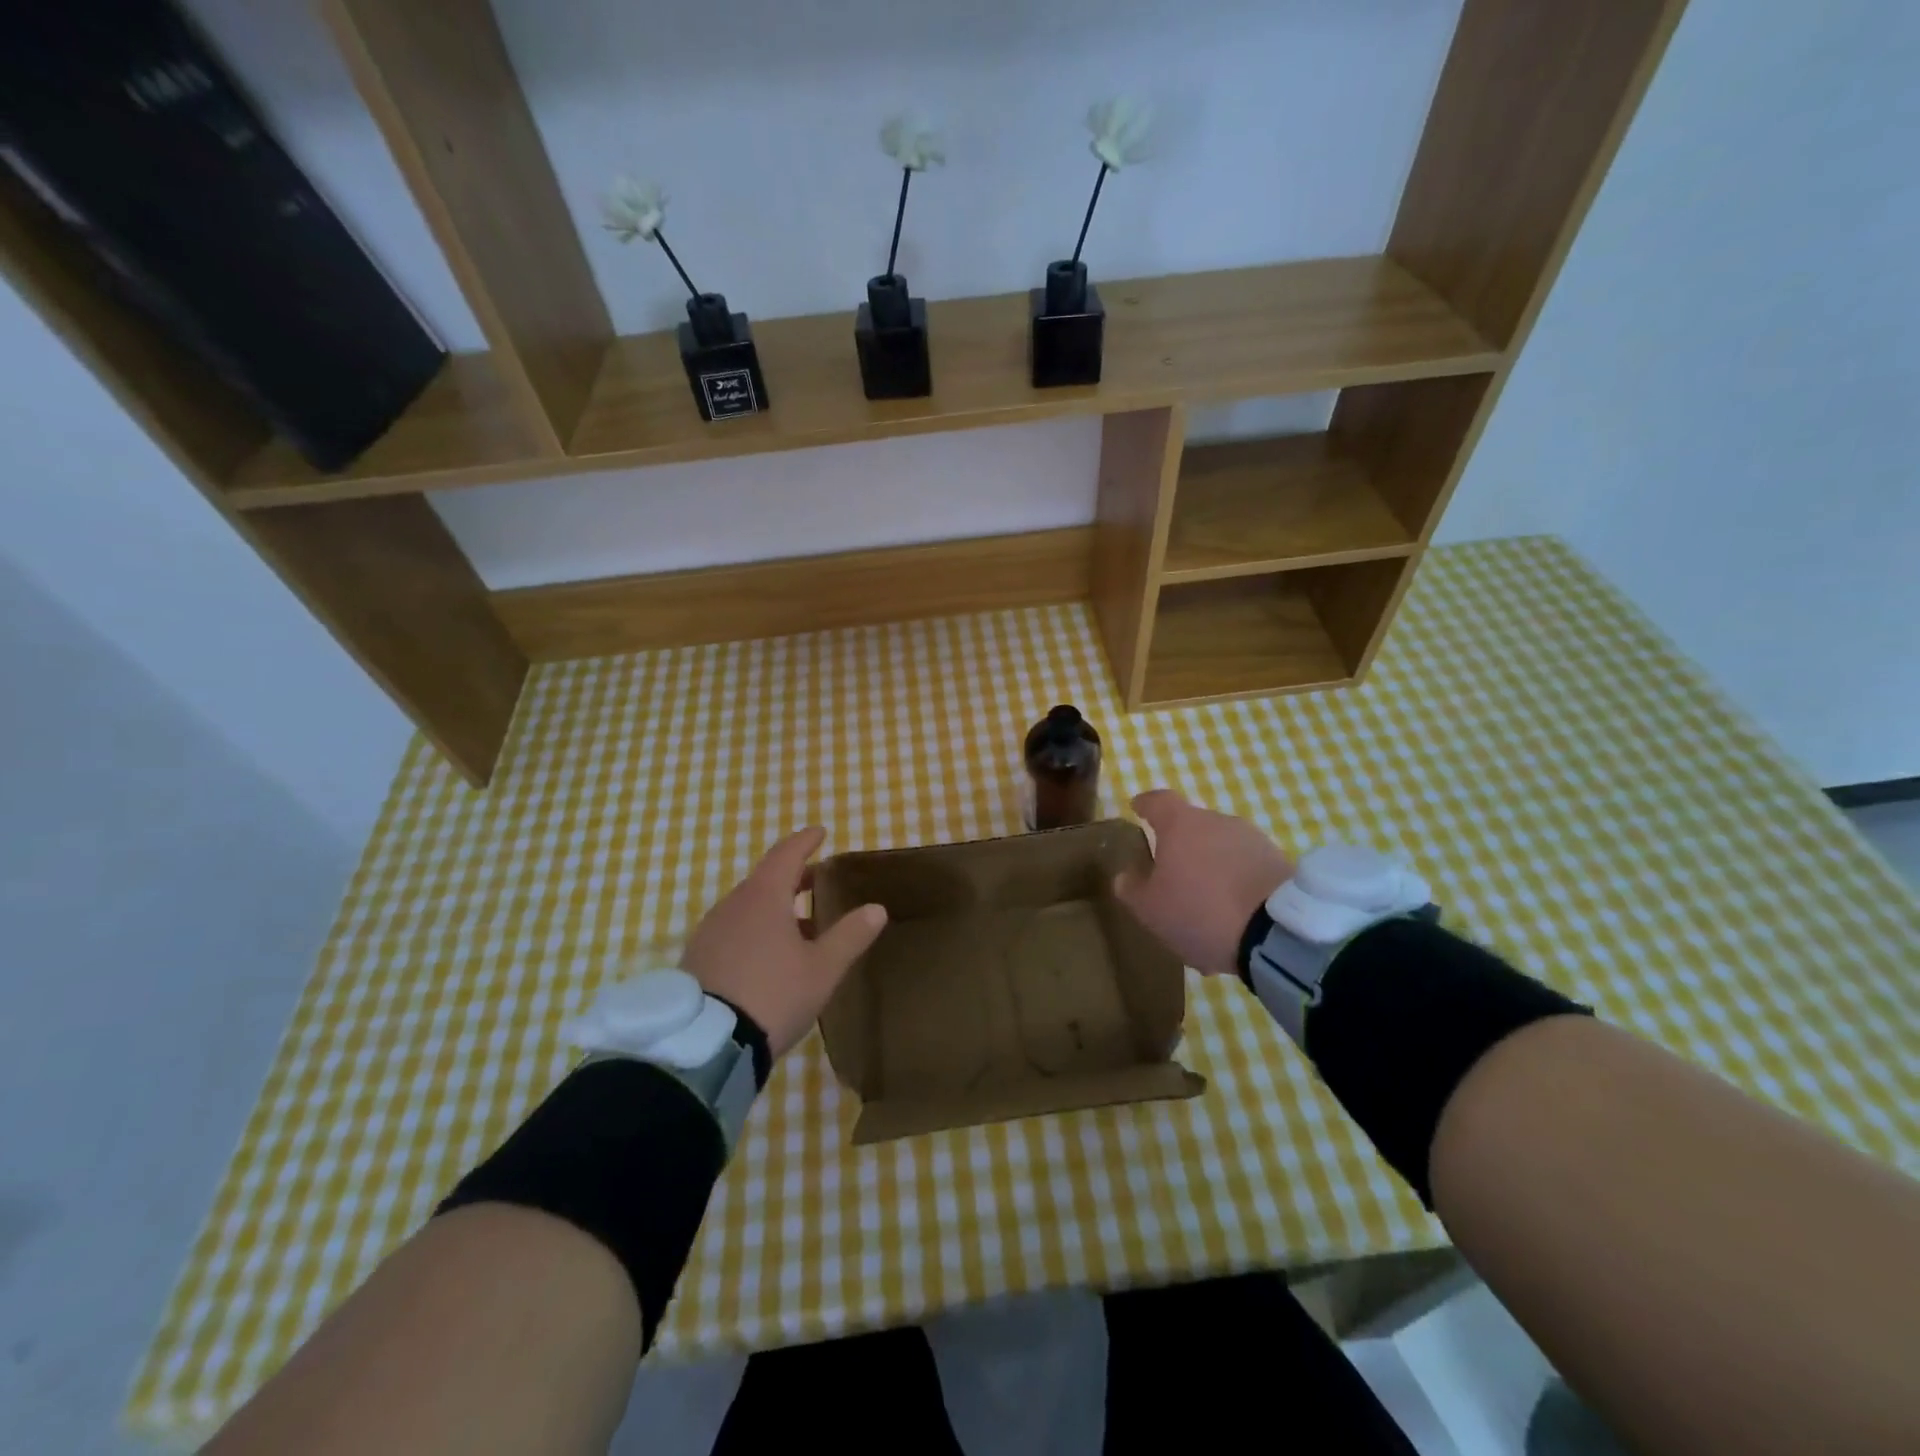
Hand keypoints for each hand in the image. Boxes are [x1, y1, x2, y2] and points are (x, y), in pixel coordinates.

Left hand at [683, 827, 886, 1058]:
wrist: (705, 1045)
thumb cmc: (773, 995)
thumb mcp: (822, 969)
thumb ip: (850, 936)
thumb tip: (876, 908)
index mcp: (763, 897)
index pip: (786, 854)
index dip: (805, 841)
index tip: (820, 832)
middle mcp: (732, 904)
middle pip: (765, 879)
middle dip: (793, 877)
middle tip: (816, 880)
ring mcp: (710, 931)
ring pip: (748, 906)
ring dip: (774, 907)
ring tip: (800, 926)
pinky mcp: (697, 959)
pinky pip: (733, 930)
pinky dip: (755, 929)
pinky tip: (768, 956)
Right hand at [1113, 790, 1293, 975]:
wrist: (1276, 933)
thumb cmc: (1200, 911)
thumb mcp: (1150, 909)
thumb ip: (1131, 888)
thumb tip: (1125, 875)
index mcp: (1181, 824)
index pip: (1158, 800)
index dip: (1146, 804)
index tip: (1137, 808)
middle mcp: (1217, 821)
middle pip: (1192, 825)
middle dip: (1180, 844)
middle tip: (1171, 873)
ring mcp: (1252, 839)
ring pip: (1221, 846)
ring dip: (1211, 864)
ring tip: (1206, 900)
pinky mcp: (1279, 861)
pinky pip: (1246, 866)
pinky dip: (1236, 880)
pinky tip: (1233, 911)